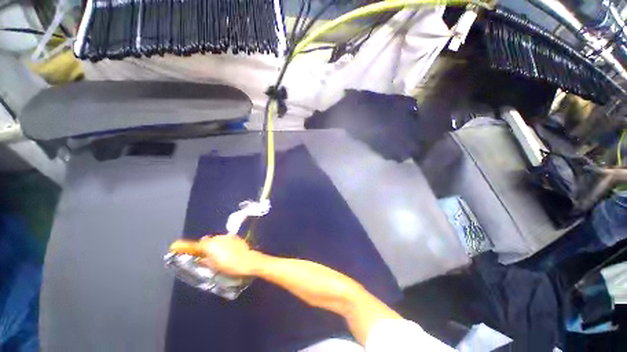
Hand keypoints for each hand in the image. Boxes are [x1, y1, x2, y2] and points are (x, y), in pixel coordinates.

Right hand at [169, 235, 262, 275]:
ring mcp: (227, 237)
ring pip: (216, 240)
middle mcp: (218, 238)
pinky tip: (226, 252)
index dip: (184, 246)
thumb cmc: (230, 265)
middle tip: (203, 257)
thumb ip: (205, 260)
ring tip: (217, 256)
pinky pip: (225, 240)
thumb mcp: (214, 266)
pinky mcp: (235, 237)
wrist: (248, 260)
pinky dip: (222, 245)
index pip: (194, 245)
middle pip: (206, 242)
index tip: (174, 246)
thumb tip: (201, 258)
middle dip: (203, 248)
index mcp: (210, 245)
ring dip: (214, 246)